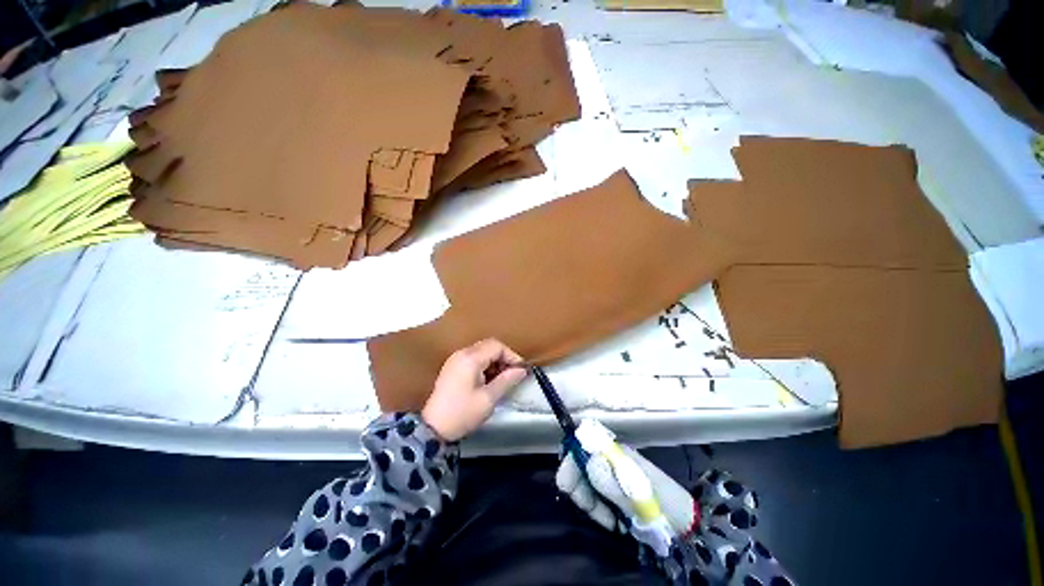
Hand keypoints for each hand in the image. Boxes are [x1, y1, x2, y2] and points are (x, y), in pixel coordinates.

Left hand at [421, 338, 527, 441]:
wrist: (433, 428)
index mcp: (470, 358)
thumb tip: (521, 370)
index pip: (497, 346)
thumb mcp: (488, 398)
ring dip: (494, 362)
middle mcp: (462, 353)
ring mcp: (455, 359)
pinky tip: (487, 381)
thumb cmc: (462, 413)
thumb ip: (506, 380)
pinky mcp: (452, 367)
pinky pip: (473, 358)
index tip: (520, 371)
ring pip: (482, 351)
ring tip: (501, 380)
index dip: (512, 356)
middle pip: (489, 346)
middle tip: (512, 375)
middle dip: (503, 358)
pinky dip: (484, 365)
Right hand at [556, 443, 696, 537]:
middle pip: (580, 465)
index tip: (568, 488)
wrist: (687, 525)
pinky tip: (613, 521)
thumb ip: (614, 483)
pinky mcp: (615, 490)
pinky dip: (599, 509)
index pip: (583, 445)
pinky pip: (595, 496)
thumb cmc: (666, 507)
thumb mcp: (641, 498)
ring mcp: (612, 474)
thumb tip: (588, 462)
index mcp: (617, 453)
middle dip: (580, 489)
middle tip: (598, 514)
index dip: (570, 461)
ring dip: (591, 503)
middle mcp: (611, 459)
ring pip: (585, 482)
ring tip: (611, 522)